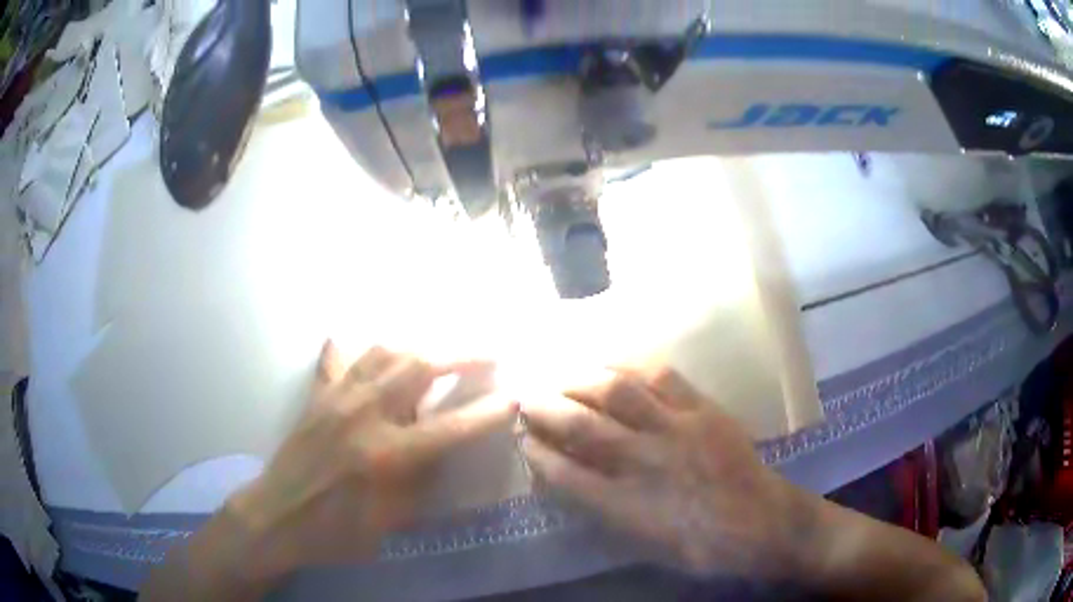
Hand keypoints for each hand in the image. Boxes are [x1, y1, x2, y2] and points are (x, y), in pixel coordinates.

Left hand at [229, 342, 515, 579]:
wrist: (278, 517)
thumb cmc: (337, 529)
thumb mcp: (392, 518)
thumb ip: (423, 479)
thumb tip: (444, 447)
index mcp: (387, 453)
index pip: (451, 426)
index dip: (487, 413)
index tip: (513, 398)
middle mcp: (364, 414)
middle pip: (418, 366)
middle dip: (461, 355)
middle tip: (487, 353)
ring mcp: (336, 398)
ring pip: (382, 352)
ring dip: (416, 347)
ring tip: (435, 352)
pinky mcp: (317, 397)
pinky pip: (338, 360)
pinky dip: (354, 350)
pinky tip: (357, 344)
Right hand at [520, 368, 812, 578]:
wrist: (763, 523)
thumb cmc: (700, 546)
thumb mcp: (644, 545)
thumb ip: (604, 511)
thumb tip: (570, 480)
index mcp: (627, 505)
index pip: (565, 473)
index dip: (536, 453)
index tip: (522, 440)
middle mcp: (645, 463)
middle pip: (582, 426)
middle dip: (546, 408)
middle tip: (526, 398)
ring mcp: (677, 430)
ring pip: (617, 392)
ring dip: (580, 379)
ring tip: (562, 374)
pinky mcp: (704, 410)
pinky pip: (662, 377)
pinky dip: (631, 367)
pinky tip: (614, 365)